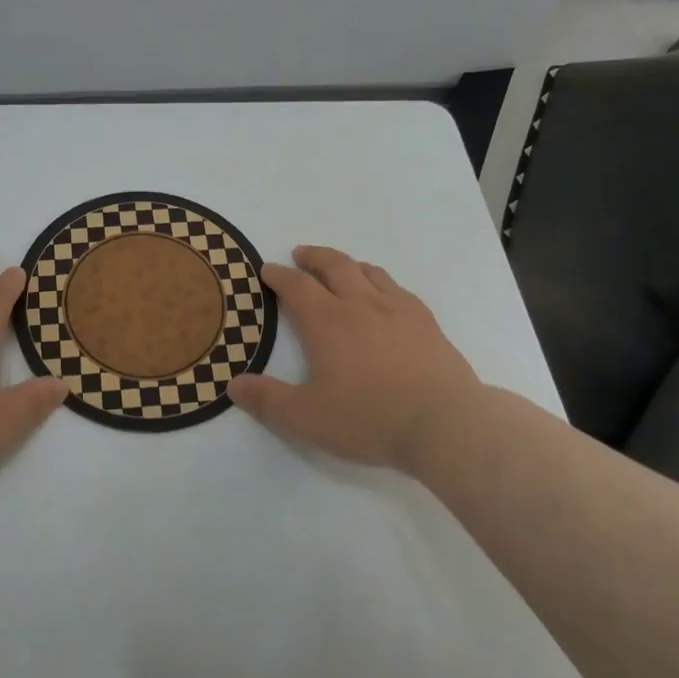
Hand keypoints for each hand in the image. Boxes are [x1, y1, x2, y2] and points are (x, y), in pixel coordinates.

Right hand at [229, 246, 484, 472]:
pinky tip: (384, 295)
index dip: (278, 275)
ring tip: (340, 268)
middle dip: (313, 257)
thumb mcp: (306, 418)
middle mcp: (360, 304)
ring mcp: (397, 309)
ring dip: (347, 264)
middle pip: (334, 266)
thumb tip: (233, 385)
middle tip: (300, 254)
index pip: (296, 287)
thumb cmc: (369, 418)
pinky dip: (380, 282)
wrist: (445, 423)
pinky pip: (397, 288)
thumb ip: (268, 400)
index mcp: (327, 321)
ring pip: (368, 271)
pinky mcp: (426, 322)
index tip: (268, 270)